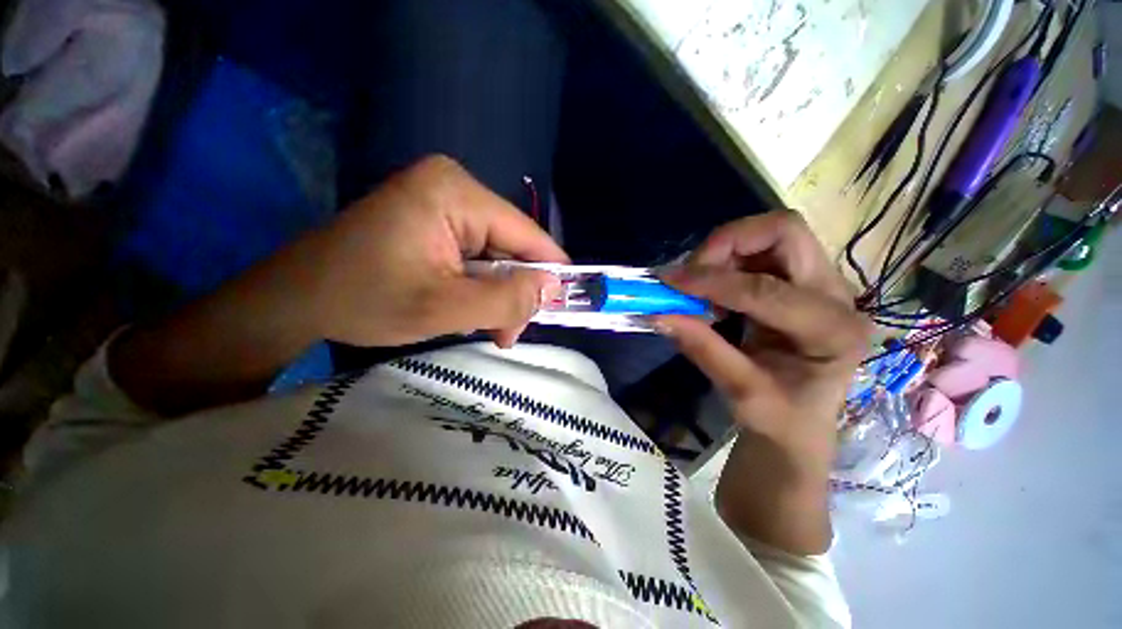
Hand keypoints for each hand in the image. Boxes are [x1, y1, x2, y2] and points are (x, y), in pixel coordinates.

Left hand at [109, 156, 566, 415]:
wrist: (295, 300)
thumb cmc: (364, 300)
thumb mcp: (445, 308)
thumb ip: (507, 300)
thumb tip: (552, 289)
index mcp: (456, 193)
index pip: (526, 234)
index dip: (549, 271)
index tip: (560, 306)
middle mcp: (454, 187)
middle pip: (511, 246)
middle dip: (515, 292)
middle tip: (509, 333)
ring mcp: (442, 203)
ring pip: (496, 256)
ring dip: (497, 295)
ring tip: (490, 328)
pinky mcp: (433, 221)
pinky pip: (476, 257)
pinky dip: (480, 287)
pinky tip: (471, 310)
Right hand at [655, 211, 869, 553]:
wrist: (799, 438)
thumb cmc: (781, 430)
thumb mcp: (743, 396)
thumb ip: (704, 349)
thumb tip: (662, 312)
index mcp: (836, 332)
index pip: (770, 290)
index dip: (717, 284)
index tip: (672, 282)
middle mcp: (838, 299)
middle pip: (788, 233)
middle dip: (732, 243)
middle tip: (690, 269)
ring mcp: (821, 289)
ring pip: (776, 236)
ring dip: (728, 248)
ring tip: (693, 275)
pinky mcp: (798, 290)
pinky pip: (763, 254)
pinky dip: (729, 258)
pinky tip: (707, 282)